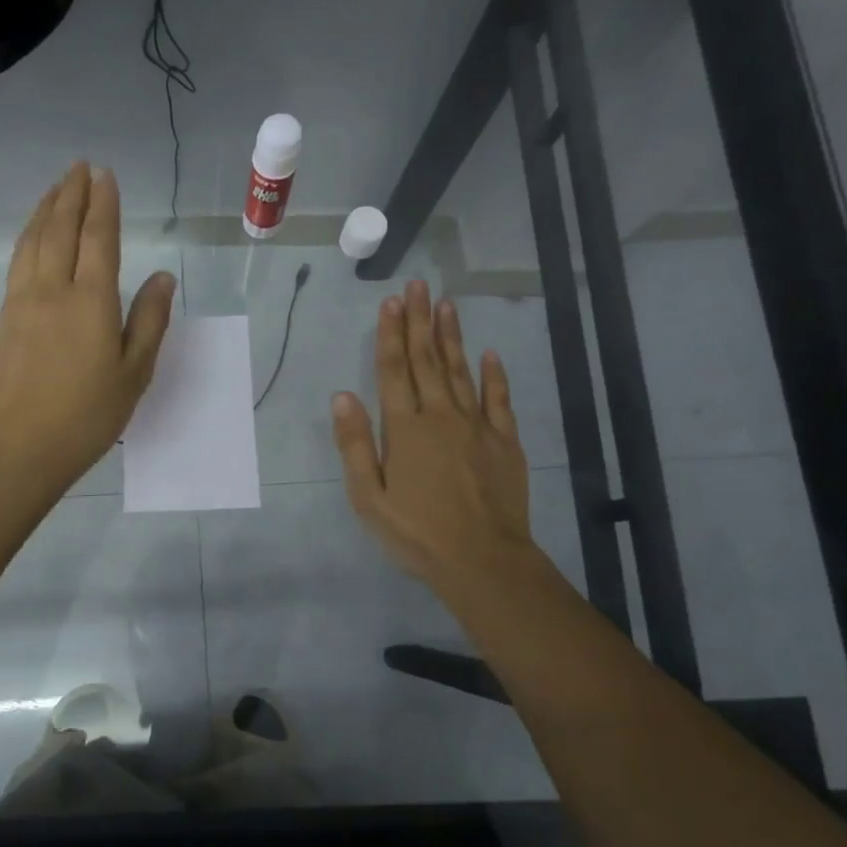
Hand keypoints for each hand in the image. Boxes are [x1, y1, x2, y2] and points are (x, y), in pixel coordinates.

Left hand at [0, 162, 176, 493]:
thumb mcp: (134, 372)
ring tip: (57, 187)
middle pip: (61, 229)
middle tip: (81, 167)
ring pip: (33, 240)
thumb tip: (162, 276)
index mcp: (90, 301)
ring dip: (46, 208)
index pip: (99, 238)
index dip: (104, 204)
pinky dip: (27, 236)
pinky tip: (31, 233)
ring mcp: (23, 301)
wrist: (22, 447)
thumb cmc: (88, 415)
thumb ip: (149, 320)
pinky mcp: (4, 317)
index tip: (106, 175)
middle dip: (72, 194)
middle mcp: (53, 289)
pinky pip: (17, 261)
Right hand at [331, 280, 540, 610]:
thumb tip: (342, 395)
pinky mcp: (504, 441)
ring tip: (446, 304)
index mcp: (404, 428)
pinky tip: (489, 354)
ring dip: (451, 336)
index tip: (391, 301)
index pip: (393, 370)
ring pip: (461, 370)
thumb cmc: (416, 532)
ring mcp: (476, 426)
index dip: (390, 334)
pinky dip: (494, 375)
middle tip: (418, 286)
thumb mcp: (368, 496)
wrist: (483, 560)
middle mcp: (440, 415)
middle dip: (419, 321)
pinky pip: (499, 399)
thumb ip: (354, 444)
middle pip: (426, 360)